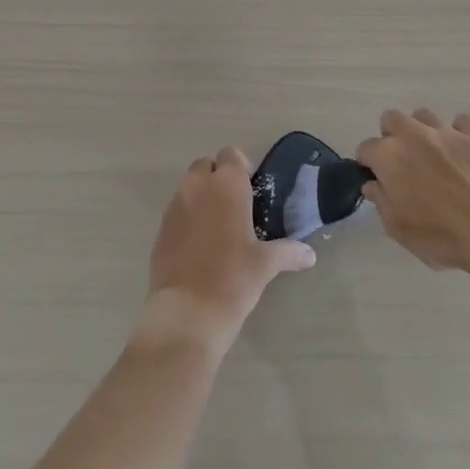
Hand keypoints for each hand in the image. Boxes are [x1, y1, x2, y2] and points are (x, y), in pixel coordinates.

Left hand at [142, 146, 315, 351]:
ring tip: (218, 229)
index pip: (231, 154)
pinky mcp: (159, 231)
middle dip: (218, 179)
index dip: (241, 168)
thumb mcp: (266, 265)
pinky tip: (199, 248)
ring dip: (201, 198)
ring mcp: (174, 208)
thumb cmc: (233, 278)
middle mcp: (197, 187)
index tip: (251, 191)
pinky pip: (176, 213)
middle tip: (235, 207)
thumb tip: (310, 255)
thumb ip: (289, 252)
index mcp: (226, 185)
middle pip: (205, 166)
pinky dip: (187, 220)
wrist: (186, 314)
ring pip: (188, 188)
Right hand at [357, 109, 469, 278]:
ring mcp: (447, 130)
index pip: (366, 148)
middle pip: (392, 119)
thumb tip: (373, 184)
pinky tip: (464, 152)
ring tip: (433, 155)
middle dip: (391, 136)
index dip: (368, 164)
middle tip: (402, 162)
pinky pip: (461, 122)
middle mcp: (414, 134)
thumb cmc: (442, 235)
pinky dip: (458, 133)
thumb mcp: (400, 229)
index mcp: (390, 156)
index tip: (376, 179)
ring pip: (424, 115)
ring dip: (422, 131)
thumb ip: (381, 201)